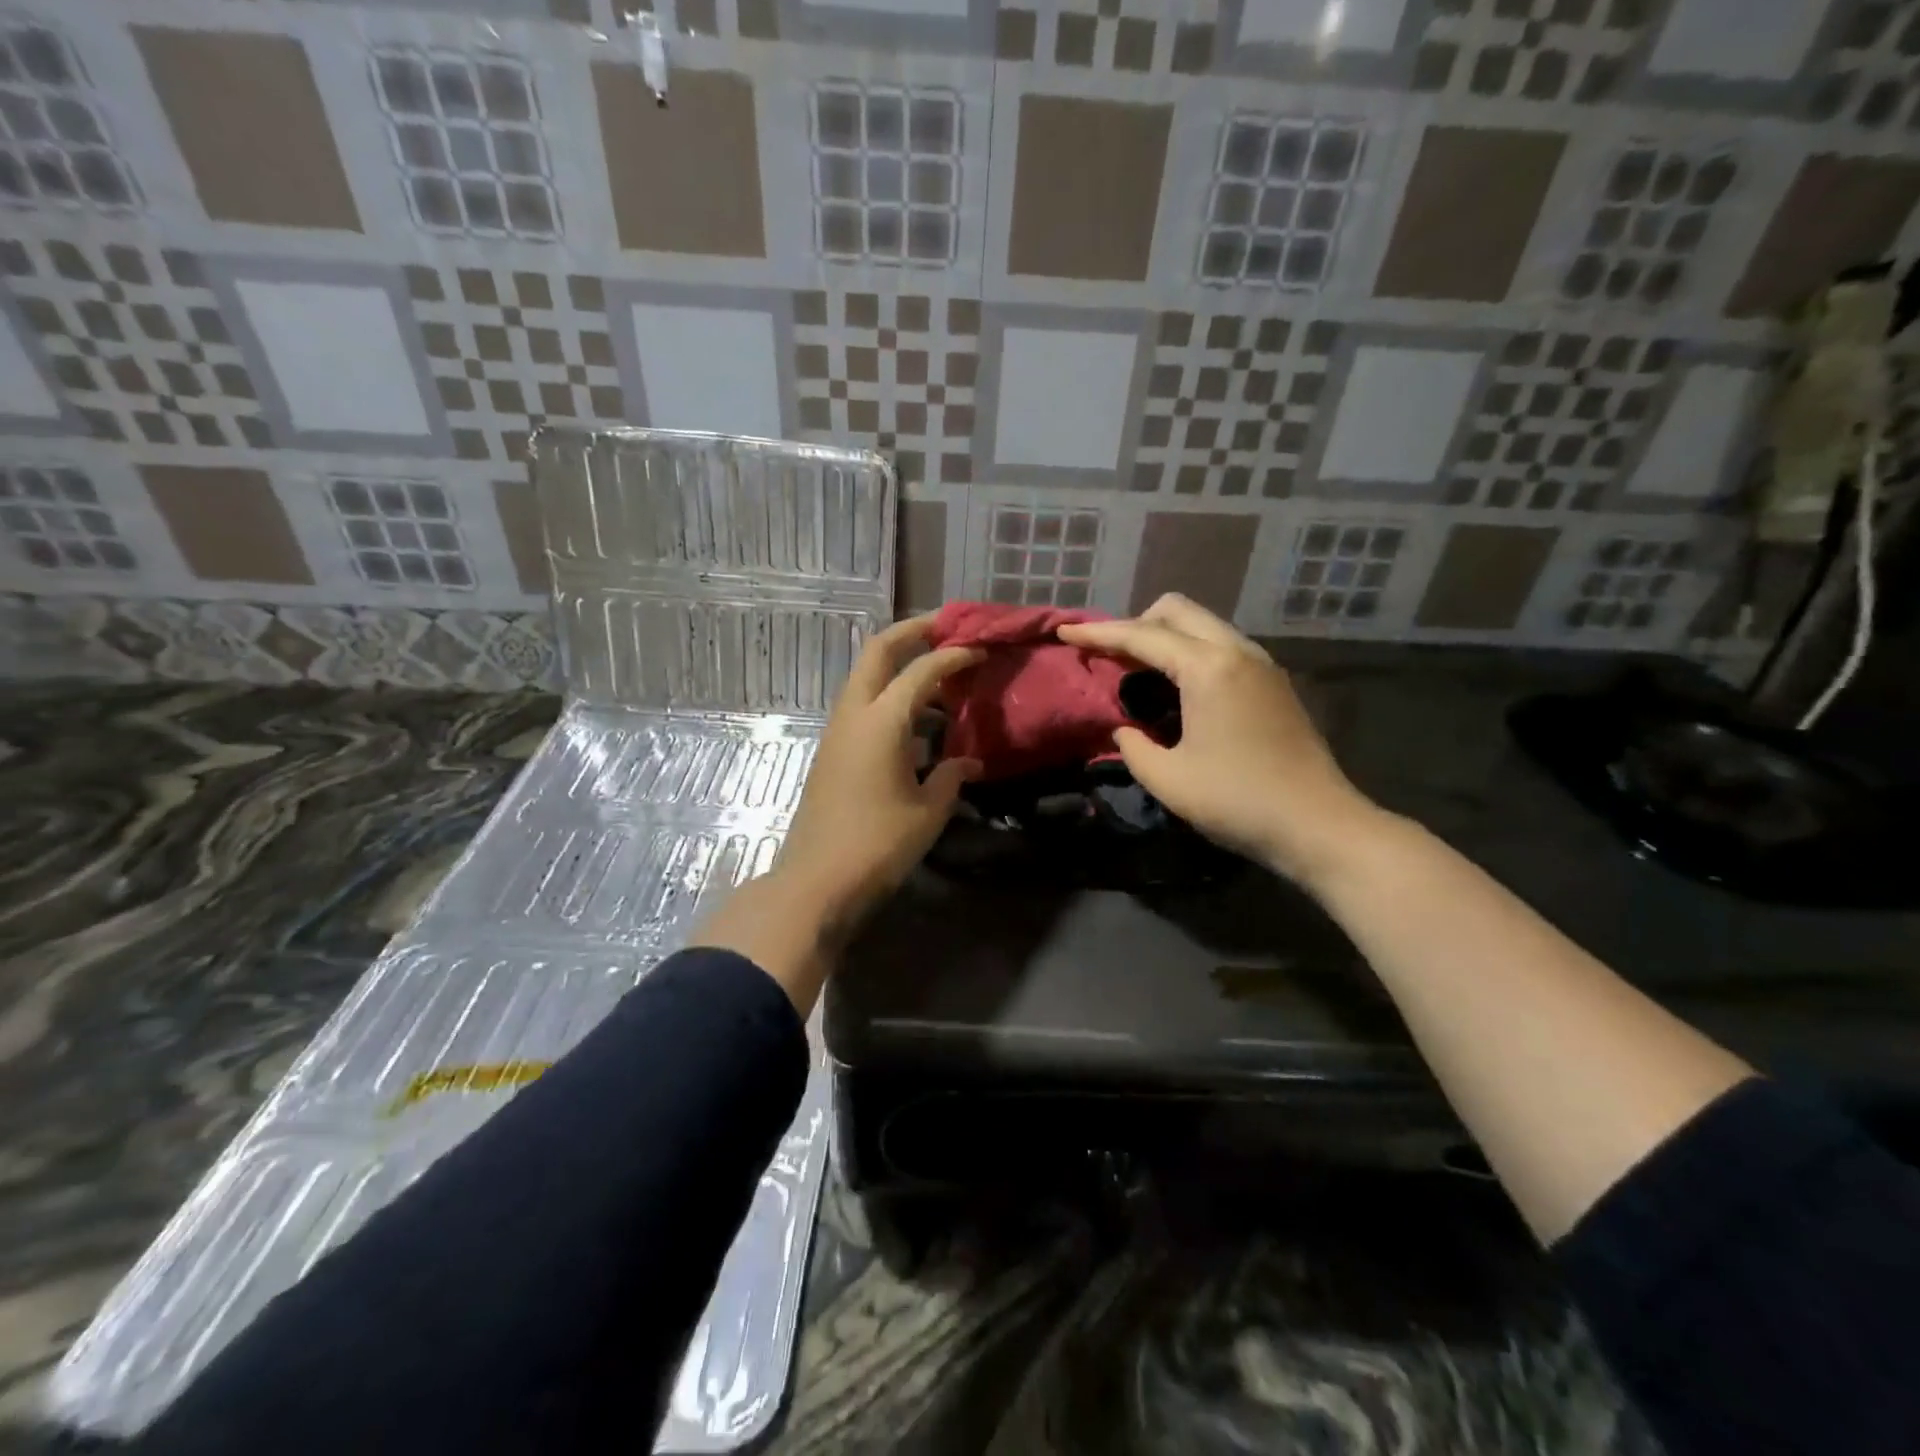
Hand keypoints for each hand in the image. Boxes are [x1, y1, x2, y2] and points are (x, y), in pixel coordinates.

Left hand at [778, 614, 983, 917]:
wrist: (817, 880)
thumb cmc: (878, 844)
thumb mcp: (928, 811)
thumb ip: (951, 777)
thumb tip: (968, 762)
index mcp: (882, 720)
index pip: (922, 669)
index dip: (954, 654)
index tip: (981, 648)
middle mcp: (855, 713)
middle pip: (879, 650)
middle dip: (913, 631)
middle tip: (949, 628)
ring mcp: (839, 730)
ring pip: (868, 676)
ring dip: (900, 664)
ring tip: (940, 675)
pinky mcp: (833, 749)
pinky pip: (864, 705)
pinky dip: (891, 696)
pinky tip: (919, 720)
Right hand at [1058, 595, 1386, 887]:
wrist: (1319, 824)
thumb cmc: (1237, 801)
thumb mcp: (1167, 779)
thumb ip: (1133, 746)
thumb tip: (1125, 729)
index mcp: (1207, 668)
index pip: (1141, 636)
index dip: (1098, 635)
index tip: (1064, 635)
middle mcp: (1236, 652)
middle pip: (1176, 611)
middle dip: (1135, 625)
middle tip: (1110, 659)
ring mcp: (1261, 664)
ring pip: (1202, 625)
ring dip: (1165, 638)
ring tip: (1139, 673)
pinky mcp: (1274, 682)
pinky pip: (1221, 646)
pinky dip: (1191, 653)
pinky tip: (1179, 690)